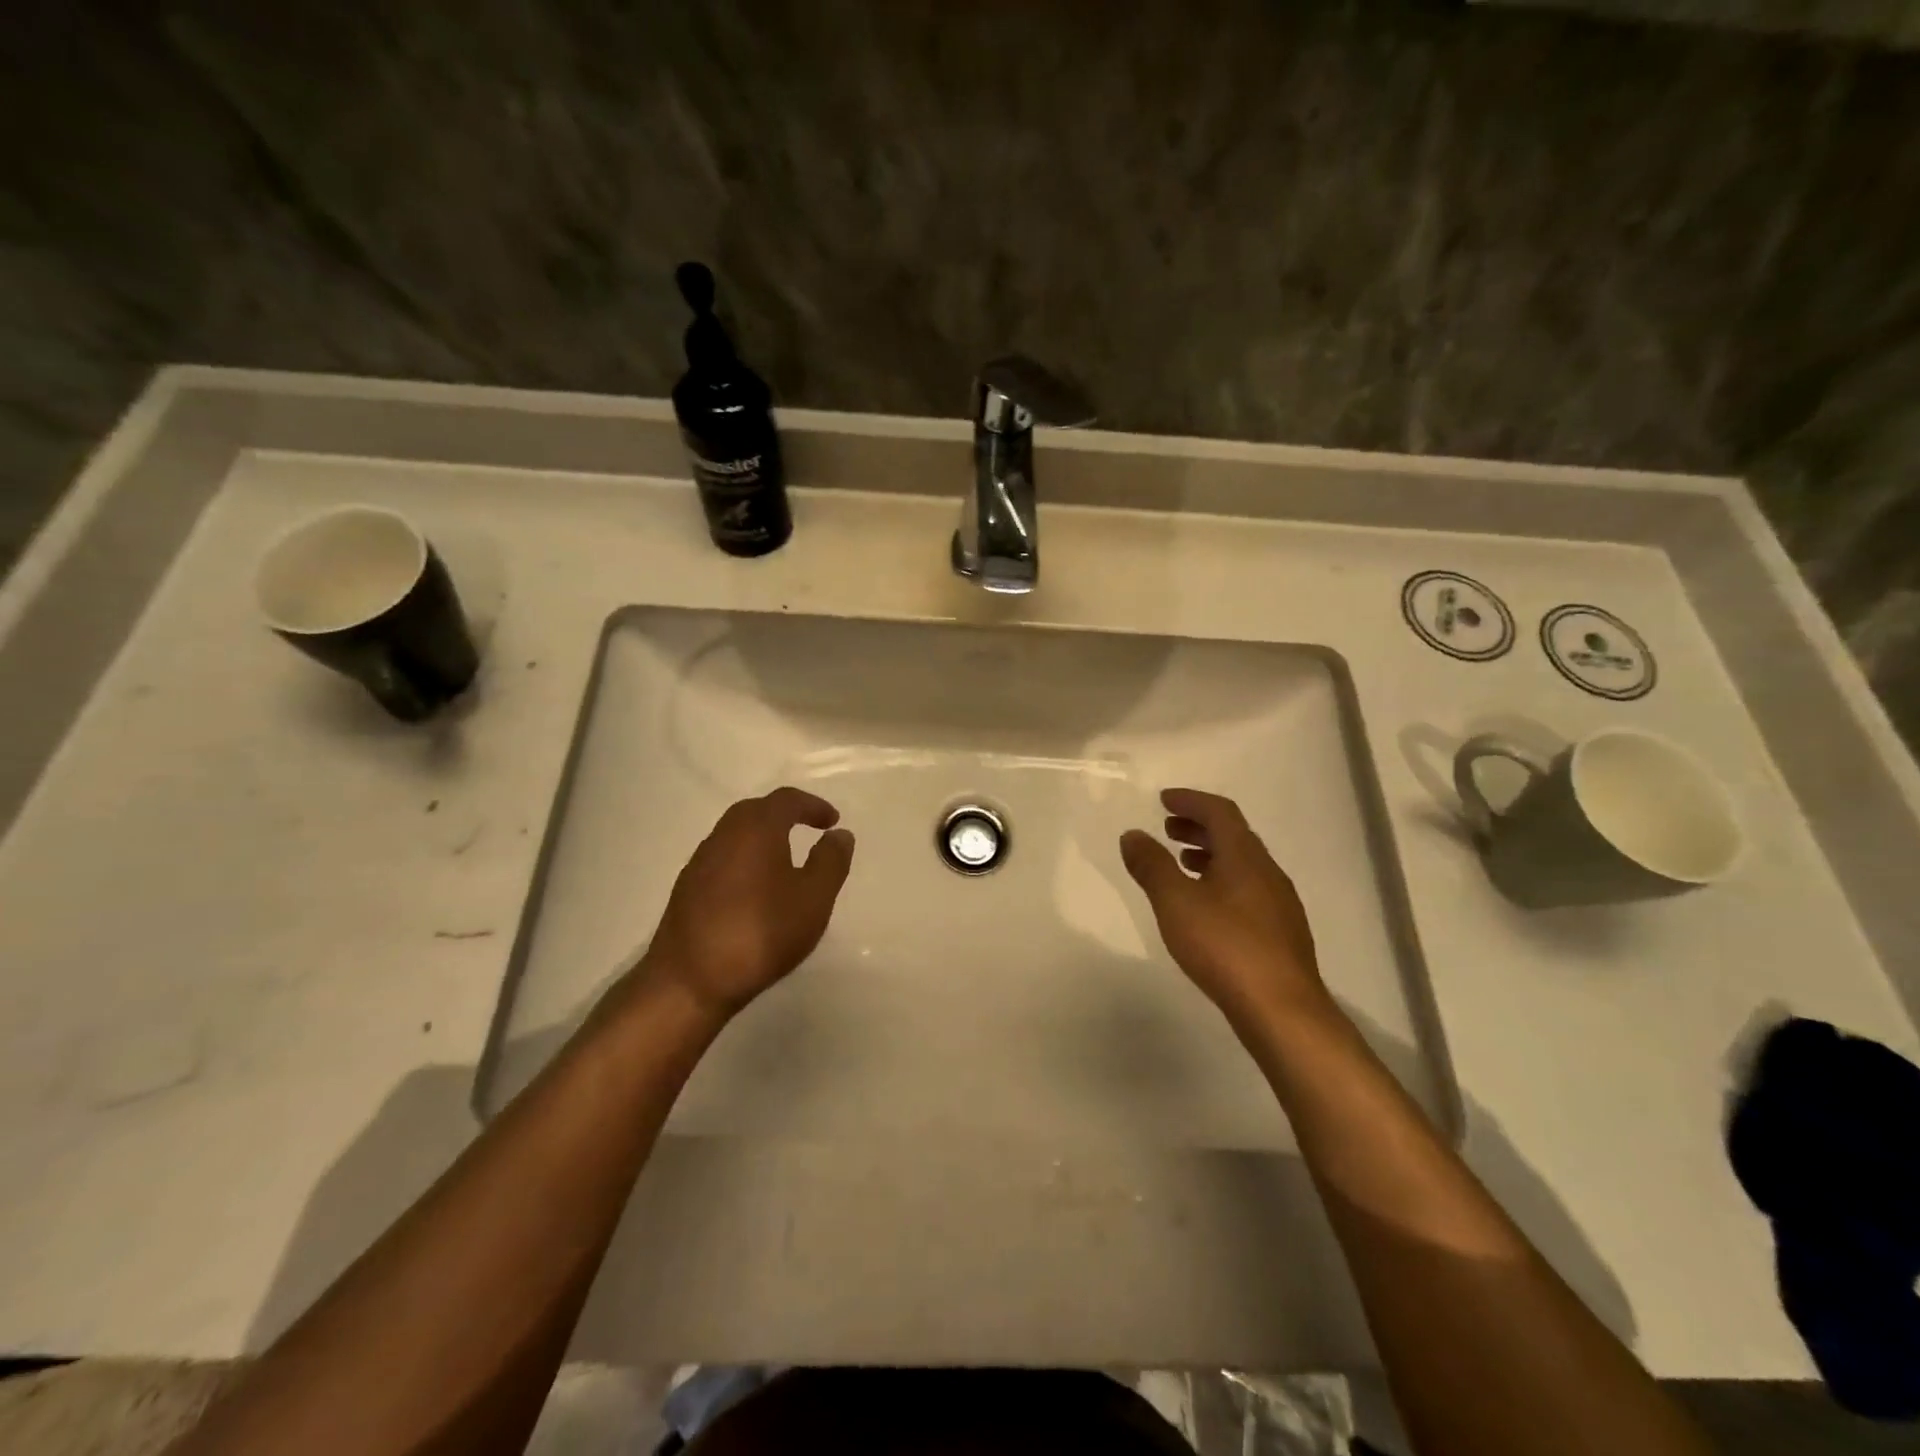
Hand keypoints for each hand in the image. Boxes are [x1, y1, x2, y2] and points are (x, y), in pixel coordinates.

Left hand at [639, 787, 854, 1021]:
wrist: (690, 981)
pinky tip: (756, 889)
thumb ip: (831, 862)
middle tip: (809, 830)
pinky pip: (723, 859)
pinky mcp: (687, 889)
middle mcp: (724, 835)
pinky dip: (745, 860)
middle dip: (785, 815)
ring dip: (763, 837)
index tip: (832, 821)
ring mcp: (700, 862)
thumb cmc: (761, 933)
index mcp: (756, 829)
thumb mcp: (813, 899)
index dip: (812, 806)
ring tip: (785, 860)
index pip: (786, 800)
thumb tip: (839, 834)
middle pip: (756, 811)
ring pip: (736, 835)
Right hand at [1120, 788, 1329, 1034]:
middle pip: (1233, 836)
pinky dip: (1221, 881)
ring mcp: (1279, 903)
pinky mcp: (1280, 932)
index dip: (1191, 801)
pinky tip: (1205, 907)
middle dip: (1199, 827)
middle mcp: (1267, 871)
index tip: (1164, 800)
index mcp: (1245, 856)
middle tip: (1167, 829)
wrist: (1281, 1009)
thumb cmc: (1225, 946)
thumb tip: (1133, 834)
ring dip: (1210, 855)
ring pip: (1241, 864)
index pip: (1220, 812)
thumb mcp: (1175, 902)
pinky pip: (1247, 889)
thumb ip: (1152, 865)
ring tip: (1182, 864)